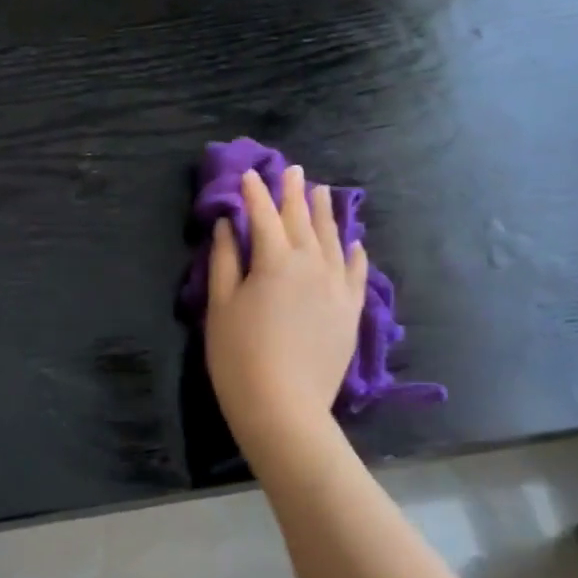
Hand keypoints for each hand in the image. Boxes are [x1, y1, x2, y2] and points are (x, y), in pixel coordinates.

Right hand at [205, 166, 366, 460]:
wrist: (283, 407)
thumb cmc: (238, 356)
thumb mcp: (221, 305)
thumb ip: (225, 260)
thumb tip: (229, 225)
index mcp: (275, 260)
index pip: (264, 216)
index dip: (255, 194)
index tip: (249, 174)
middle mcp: (312, 264)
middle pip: (302, 220)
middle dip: (293, 193)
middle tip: (291, 170)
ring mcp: (336, 287)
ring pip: (333, 239)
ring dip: (325, 213)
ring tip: (322, 191)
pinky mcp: (350, 311)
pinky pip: (356, 273)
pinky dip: (354, 253)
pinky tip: (354, 242)